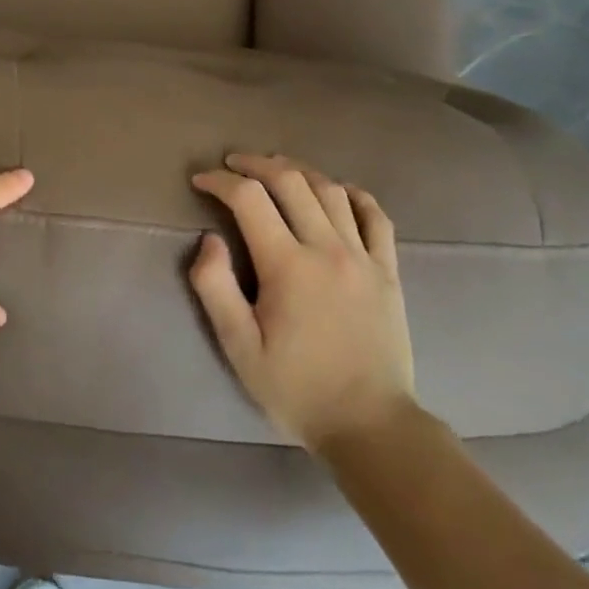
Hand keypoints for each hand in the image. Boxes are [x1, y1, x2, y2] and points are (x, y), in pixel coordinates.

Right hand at [188, 154, 416, 450]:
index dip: (220, 181)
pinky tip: (337, 191)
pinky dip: (353, 194)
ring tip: (275, 168)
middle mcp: (327, 249)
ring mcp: (364, 257)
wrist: (370, 425)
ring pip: (331, 190)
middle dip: (256, 164)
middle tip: (232, 164)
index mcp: (287, 266)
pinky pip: (376, 217)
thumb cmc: (296, 388)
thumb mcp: (239, 348)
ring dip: (299, 170)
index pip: (249, 199)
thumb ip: (215, 288)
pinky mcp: (388, 271)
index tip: (201, 180)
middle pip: (290, 181)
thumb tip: (209, 239)